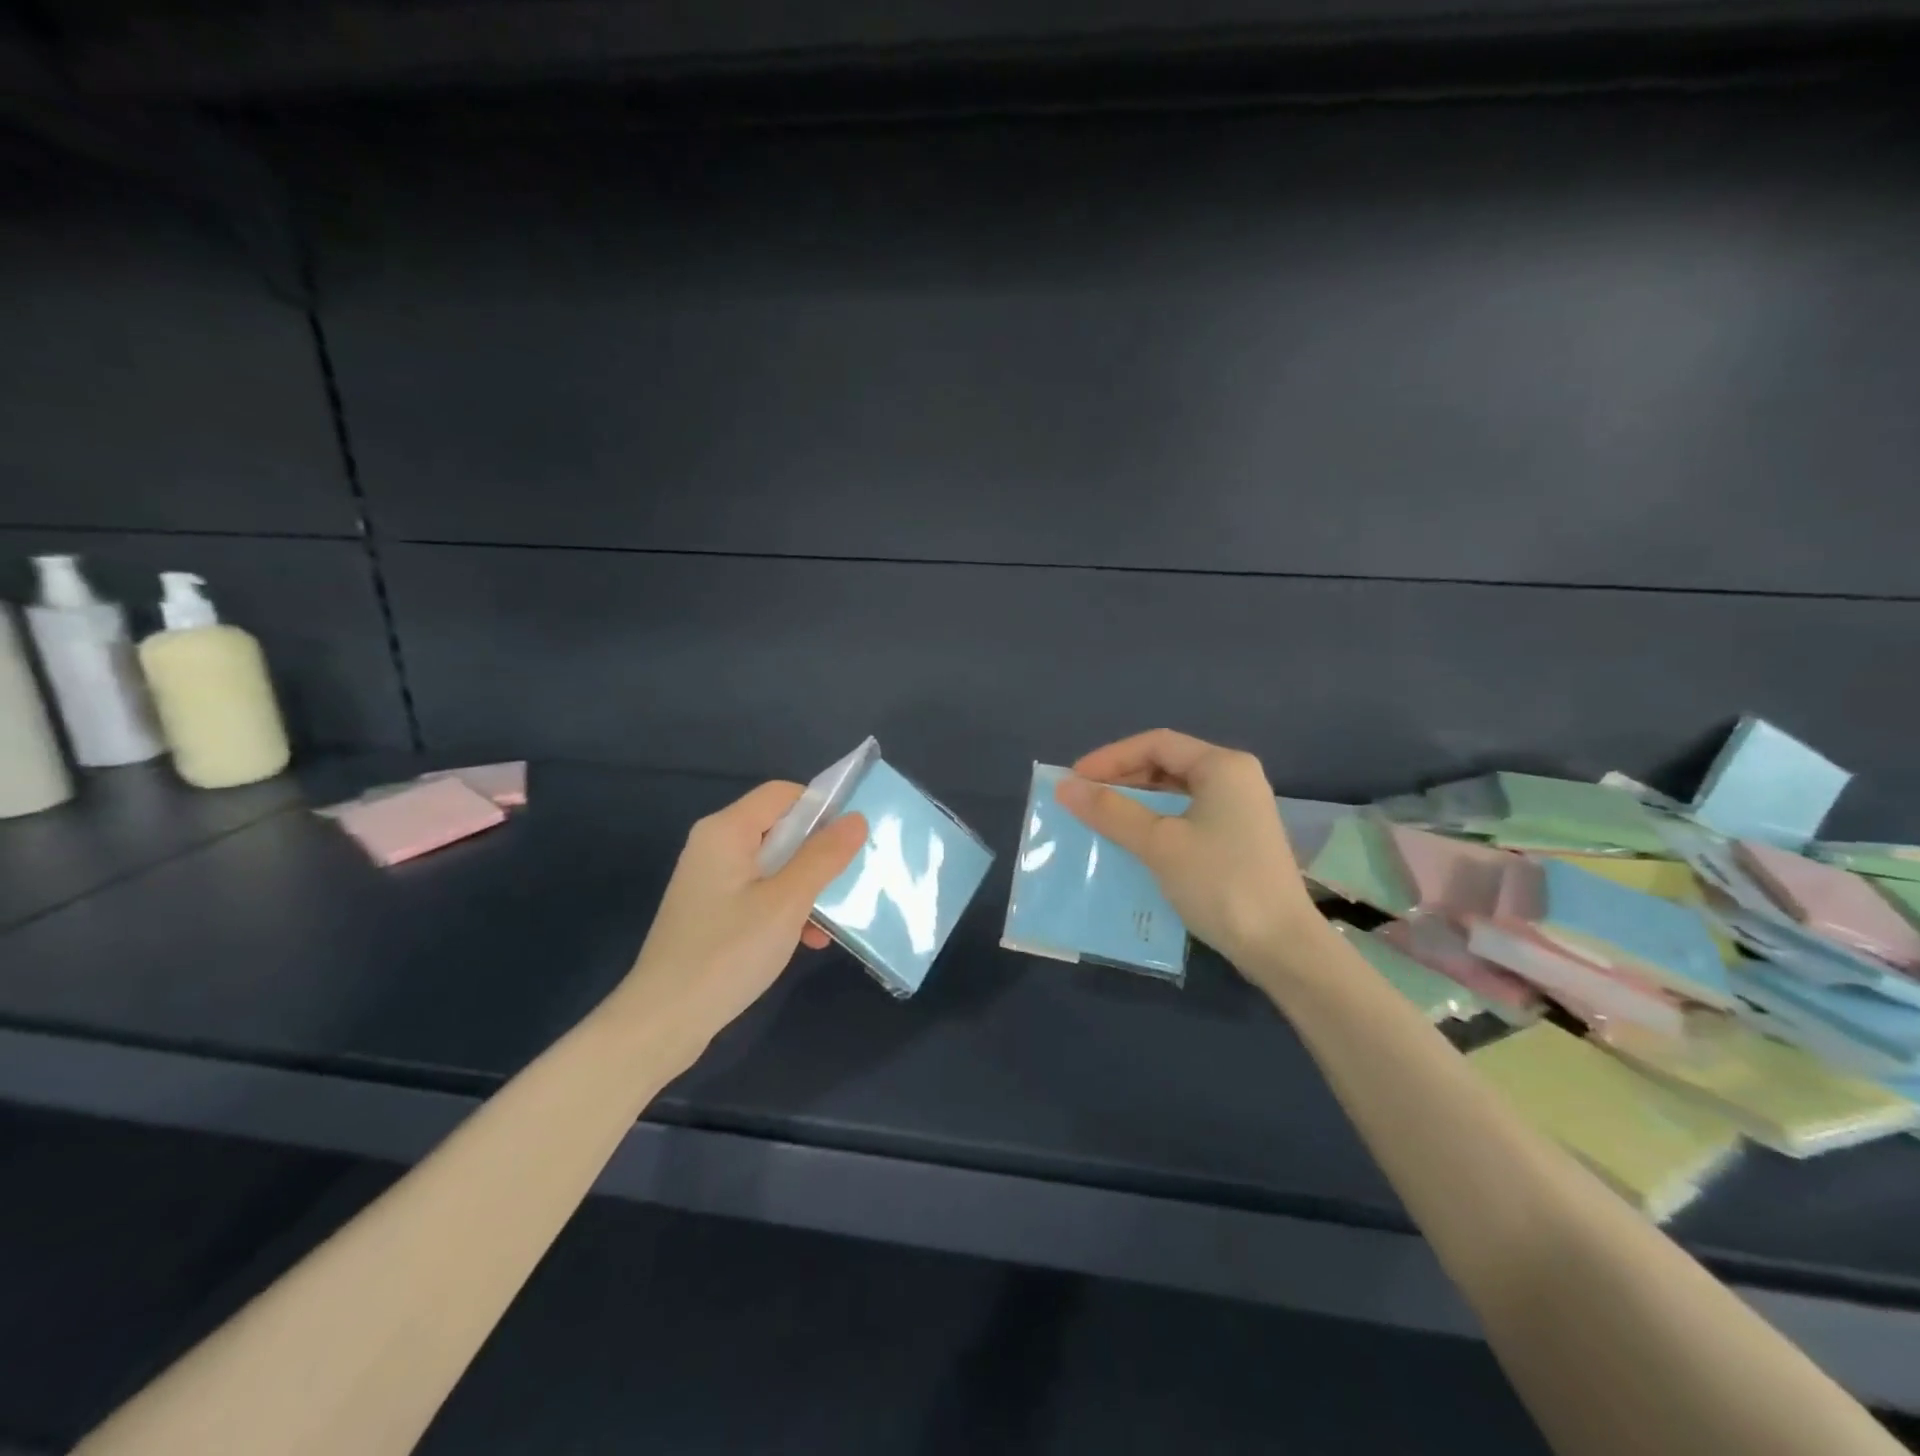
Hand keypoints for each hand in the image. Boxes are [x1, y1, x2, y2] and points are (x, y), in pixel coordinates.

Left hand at [613, 781, 866, 1058]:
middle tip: (848, 881)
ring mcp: (711, 880)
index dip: (820, 808)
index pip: (783, 793)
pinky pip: (758, 892)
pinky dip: (784, 908)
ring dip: (806, 887)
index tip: (850, 842)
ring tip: (831, 920)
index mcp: (726, 830)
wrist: (663, 1021)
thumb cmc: (728, 953)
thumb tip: (856, 818)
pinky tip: (807, 940)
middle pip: (779, 828)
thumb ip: (823, 856)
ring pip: (773, 865)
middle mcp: (714, 845)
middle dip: (817, 853)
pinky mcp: (711, 911)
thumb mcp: (787, 902)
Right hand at [1055, 730, 1328, 987]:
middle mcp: (1235, 779)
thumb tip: (1065, 787)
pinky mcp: (1238, 841)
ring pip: (1176, 793)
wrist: (1282, 947)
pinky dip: (1156, 824)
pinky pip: (1187, 818)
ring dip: (1136, 804)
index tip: (1074, 779)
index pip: (1156, 743)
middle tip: (1084, 799)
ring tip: (1100, 820)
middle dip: (1122, 779)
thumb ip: (1111, 811)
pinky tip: (1132, 844)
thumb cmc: (1220, 882)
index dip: (1110, 757)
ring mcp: (1240, 811)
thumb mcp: (1158, 844)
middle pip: (1167, 764)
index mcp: (1222, 766)